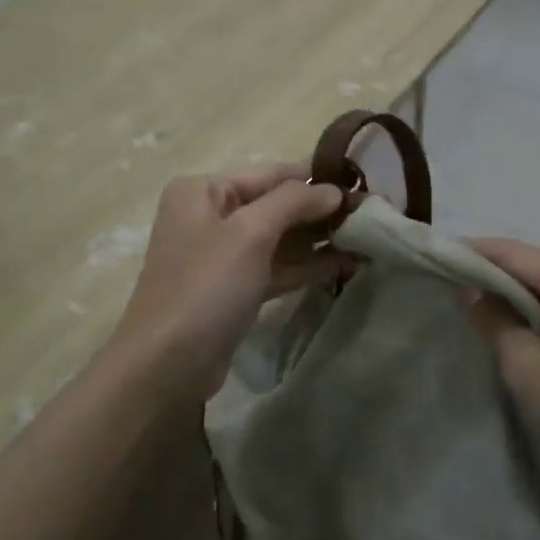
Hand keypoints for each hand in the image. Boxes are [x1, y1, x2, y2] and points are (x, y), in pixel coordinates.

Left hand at [108, 165, 346, 403]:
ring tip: (368, 237)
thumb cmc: (206, 286)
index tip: (363, 184)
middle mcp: (211, 215)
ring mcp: (222, 254)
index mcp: (204, 190)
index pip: (272, 174)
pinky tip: (346, 263)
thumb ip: (293, 202)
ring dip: (320, 239)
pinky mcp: (235, 289)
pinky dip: (307, 265)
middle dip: (321, 211)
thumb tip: (333, 189)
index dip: (316, 178)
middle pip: (277, 205)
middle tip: (372, 214)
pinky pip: (277, 267)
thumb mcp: (250, 233)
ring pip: (280, 238)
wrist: (167, 365)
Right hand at [466, 239, 539, 479]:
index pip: (514, 253)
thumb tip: (470, 291)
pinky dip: (530, 304)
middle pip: (530, 260)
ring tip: (467, 299)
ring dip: (508, 288)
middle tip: (446, 283)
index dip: (472, 253)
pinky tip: (506, 318)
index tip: (434, 259)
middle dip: (488, 270)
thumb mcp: (526, 366)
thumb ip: (493, 319)